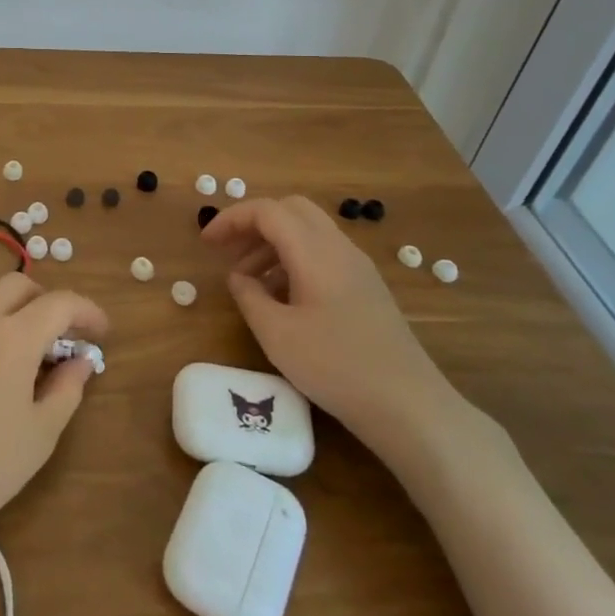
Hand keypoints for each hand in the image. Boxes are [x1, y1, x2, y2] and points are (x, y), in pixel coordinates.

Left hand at [0, 272, 104, 558]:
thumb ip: (66, 389)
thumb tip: (80, 362)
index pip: (59, 303)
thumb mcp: (39, 434)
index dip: (87, 312)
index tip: (102, 333)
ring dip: (15, 316)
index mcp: (12, 336)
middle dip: (47, 301)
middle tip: (64, 338)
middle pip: (17, 285)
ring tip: (29, 361)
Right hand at [202, 196, 466, 460]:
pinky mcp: (366, 287)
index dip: (231, 219)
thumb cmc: (336, 366)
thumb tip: (239, 278)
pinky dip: (293, 260)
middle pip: (291, 210)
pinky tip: (282, 298)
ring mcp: (357, 267)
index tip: (206, 243)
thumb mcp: (276, 334)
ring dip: (272, 244)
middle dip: (253, 224)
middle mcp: (339, 248)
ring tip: (248, 281)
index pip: (267, 211)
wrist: (408, 405)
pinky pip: (323, 254)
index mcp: (315, 252)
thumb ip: (249, 297)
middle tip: (227, 252)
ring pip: (308, 232)